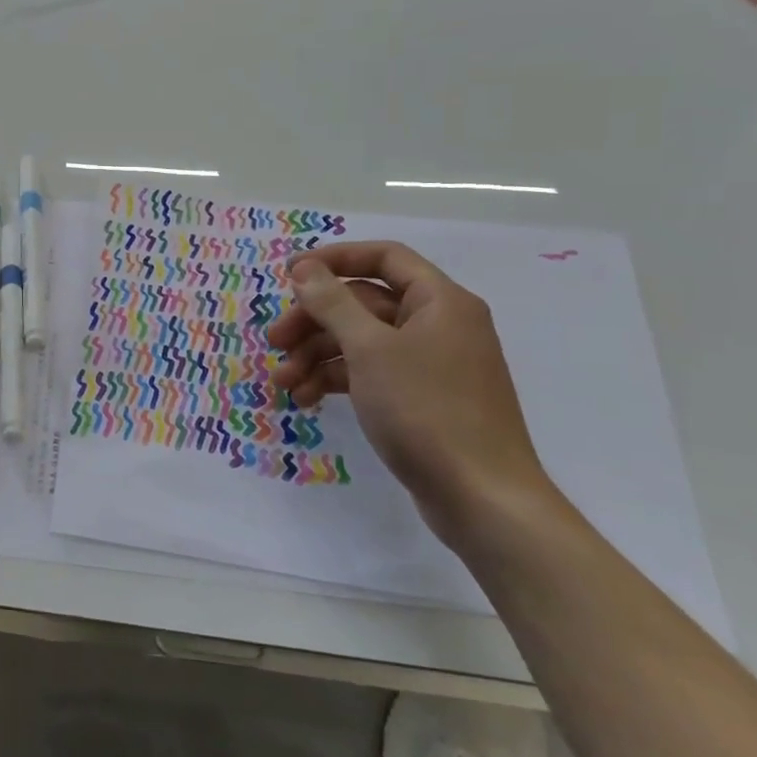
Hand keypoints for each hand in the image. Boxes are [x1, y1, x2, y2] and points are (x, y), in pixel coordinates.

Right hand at [265, 241, 557, 543]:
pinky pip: (370, 373)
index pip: (383, 258)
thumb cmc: (427, 410)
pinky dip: (336, 380)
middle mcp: (438, 325)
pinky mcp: (421, 399)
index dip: (333, 259)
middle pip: (364, 303)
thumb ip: (333, 303)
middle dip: (314, 321)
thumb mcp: (370, 350)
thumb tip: (304, 268)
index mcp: (440, 302)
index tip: (288, 275)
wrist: (481, 499)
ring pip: (361, 341)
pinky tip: (306, 399)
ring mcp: (431, 364)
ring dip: (317, 356)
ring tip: (283, 384)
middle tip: (274, 342)